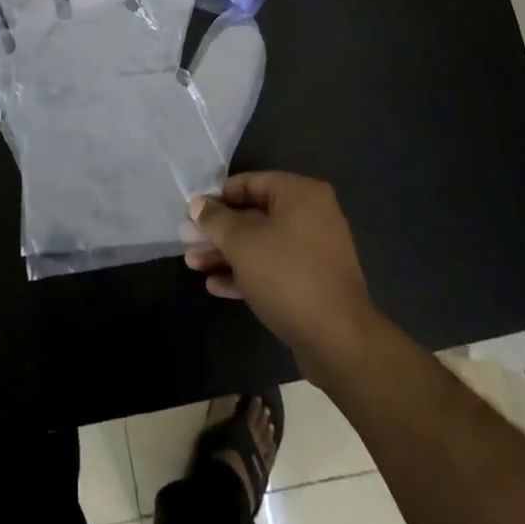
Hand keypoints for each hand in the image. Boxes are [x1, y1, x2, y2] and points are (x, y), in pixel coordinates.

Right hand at [186, 172, 378, 371]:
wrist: (337, 340)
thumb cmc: (287, 275)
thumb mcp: (242, 242)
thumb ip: (215, 220)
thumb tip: (197, 204)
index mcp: (300, 194)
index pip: (250, 183)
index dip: (217, 197)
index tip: (192, 213)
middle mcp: (311, 216)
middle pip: (254, 215)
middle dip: (218, 231)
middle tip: (187, 241)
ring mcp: (314, 251)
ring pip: (261, 244)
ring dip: (226, 253)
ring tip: (193, 264)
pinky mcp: (312, 283)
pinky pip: (273, 268)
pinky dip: (246, 273)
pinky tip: (215, 285)